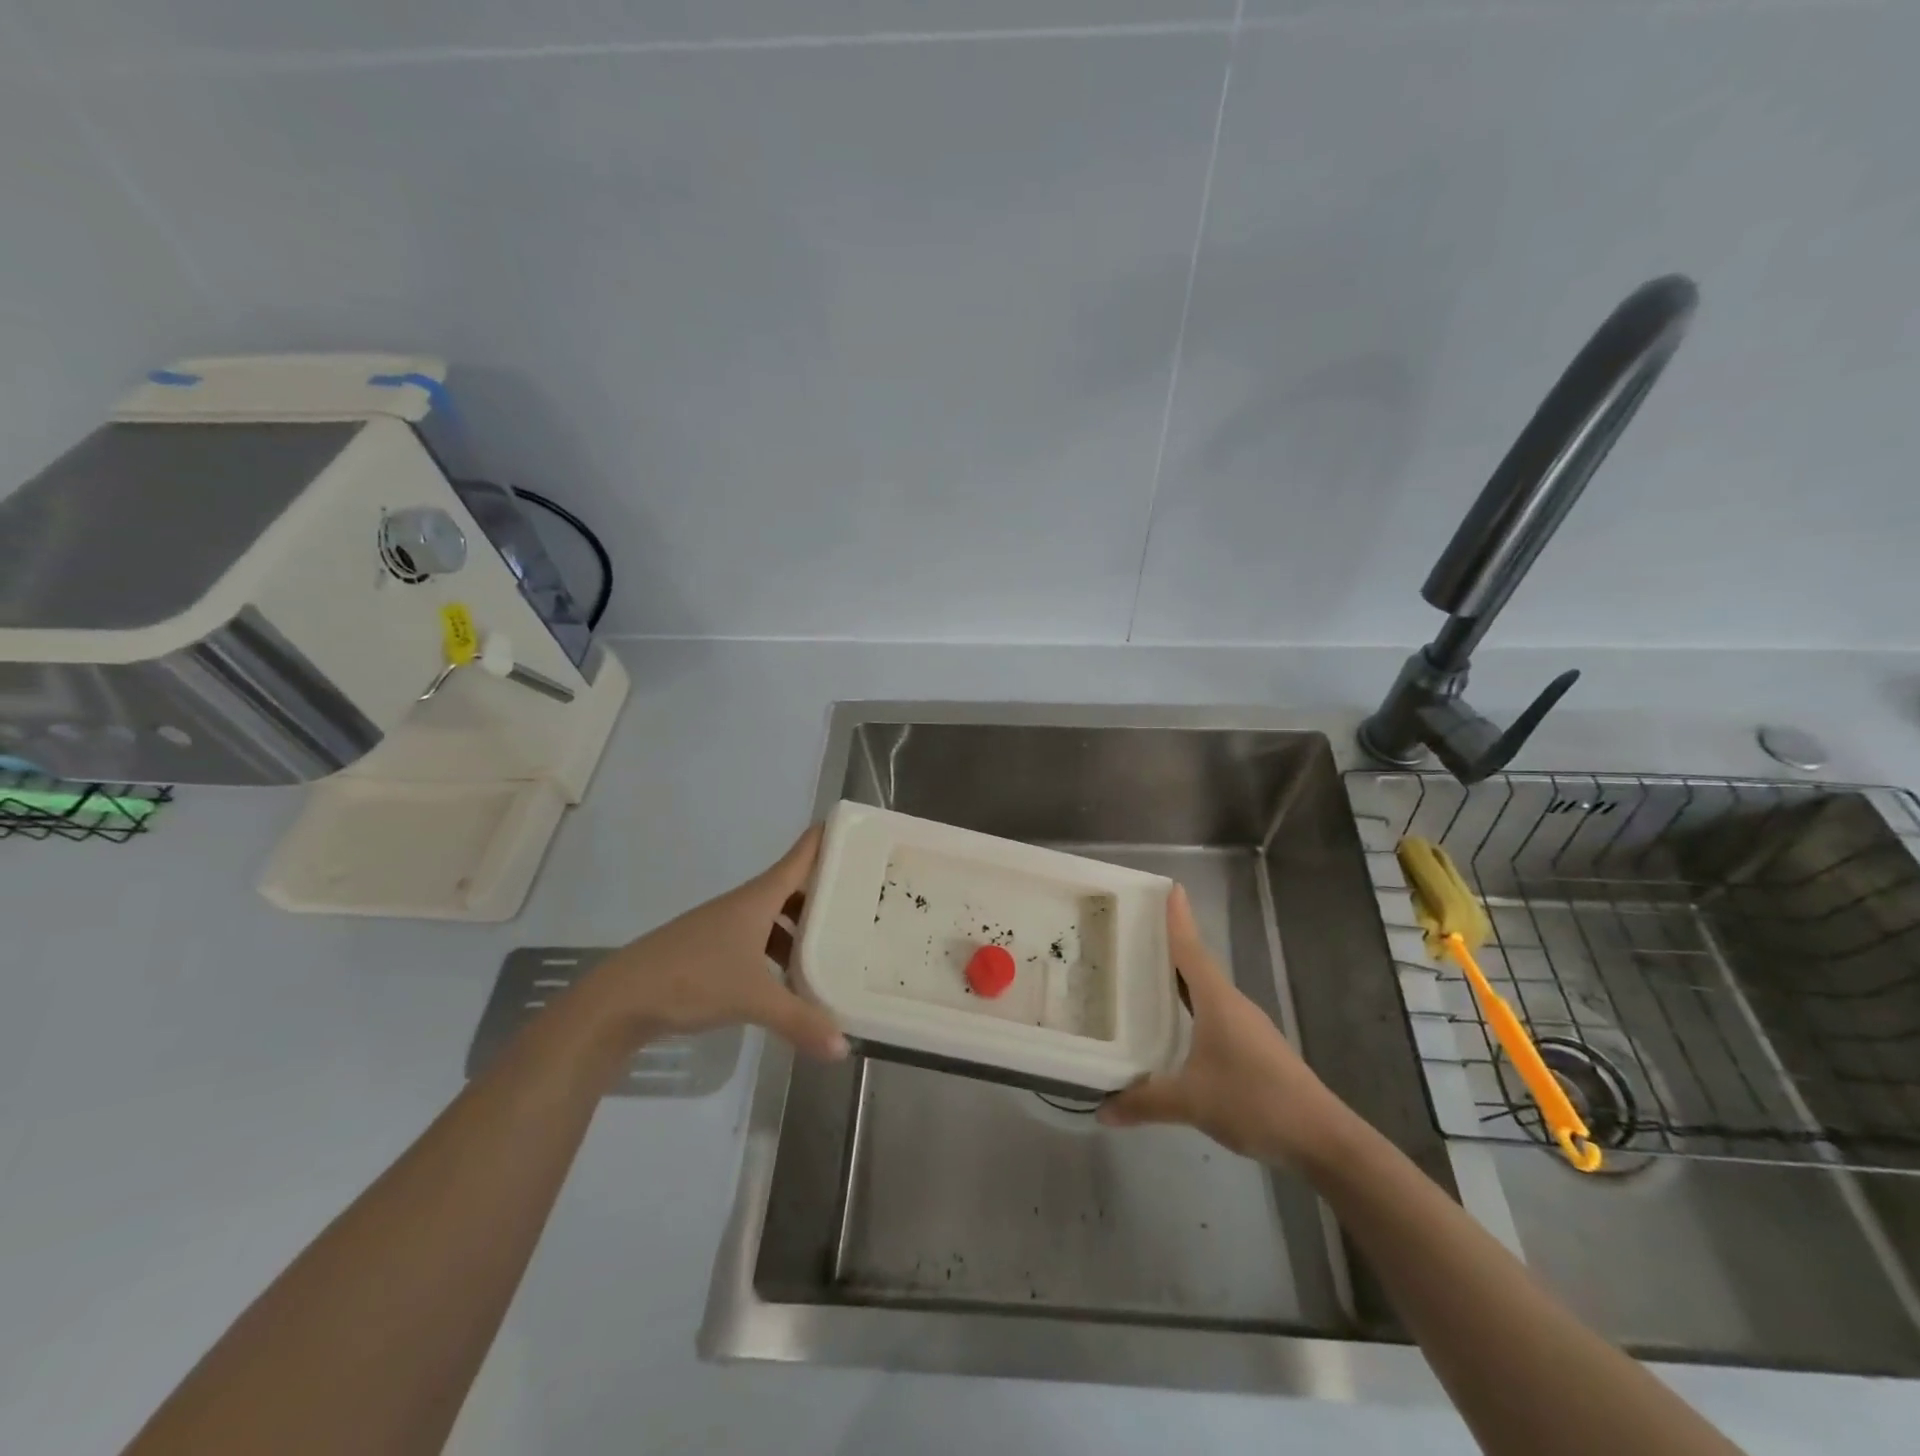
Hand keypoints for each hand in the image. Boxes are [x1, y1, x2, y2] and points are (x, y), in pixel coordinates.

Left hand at [582, 825, 849, 1060]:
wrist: (620, 1000)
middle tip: (862, 900)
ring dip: (800, 928)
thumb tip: (843, 1048)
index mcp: (758, 899)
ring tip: (832, 947)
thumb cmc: (692, 979)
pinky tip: (788, 980)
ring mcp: (723, 928)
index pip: (800, 857)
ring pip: (773, 918)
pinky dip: (777, 952)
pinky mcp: (709, 951)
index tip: (859, 828)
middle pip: (791, 888)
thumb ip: (800, 1021)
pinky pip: (756, 941)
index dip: (827, 839)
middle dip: (824, 892)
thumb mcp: (753, 999)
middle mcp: (743, 906)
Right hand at [1097, 884, 1348, 1165]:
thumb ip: (1145, 1103)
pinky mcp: (1254, 1050)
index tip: (1170, 887)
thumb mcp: (1191, 1102)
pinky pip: (1214, 1016)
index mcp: (1218, 1001)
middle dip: (1168, 949)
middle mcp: (1233, 1005)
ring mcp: (1247, 1028)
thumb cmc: (1255, 1101)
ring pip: (1206, 994)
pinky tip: (1176, 1029)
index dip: (1178, 920)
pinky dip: (1191, 1010)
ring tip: (1145, 979)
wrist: (1322, 1139)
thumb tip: (1102, 1109)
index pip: (1191, 950)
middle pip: (1196, 966)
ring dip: (1179, 982)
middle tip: (1134, 934)